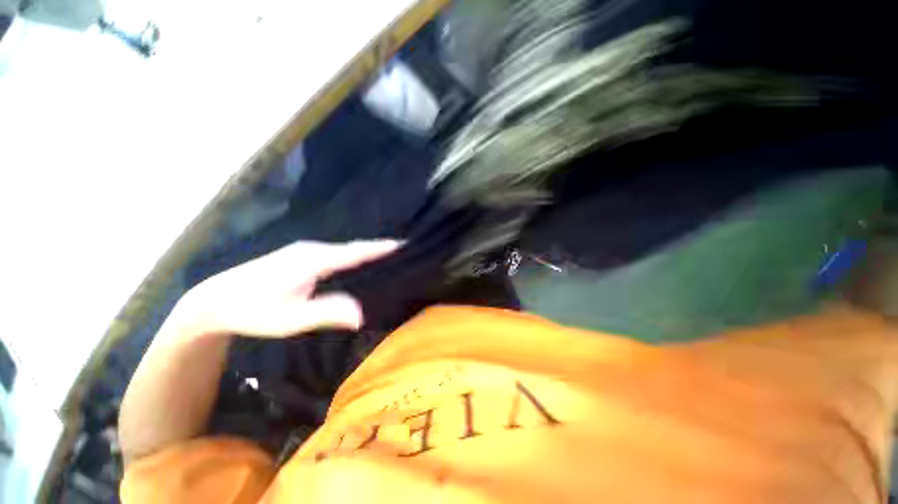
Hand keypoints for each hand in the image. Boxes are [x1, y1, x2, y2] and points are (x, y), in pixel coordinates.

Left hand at [180, 240, 400, 337]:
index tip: (403, 244)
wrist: (214, 299)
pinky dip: (352, 255)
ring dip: (366, 251)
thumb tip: (361, 314)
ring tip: (387, 255)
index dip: (380, 248)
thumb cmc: (252, 311)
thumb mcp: (289, 319)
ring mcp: (305, 250)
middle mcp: (313, 250)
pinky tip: (358, 261)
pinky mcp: (300, 255)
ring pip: (344, 249)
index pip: (356, 252)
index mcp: (314, 261)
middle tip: (402, 250)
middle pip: (353, 247)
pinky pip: (336, 252)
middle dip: (378, 248)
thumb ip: (327, 313)